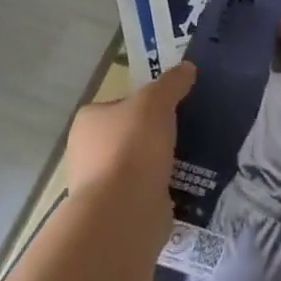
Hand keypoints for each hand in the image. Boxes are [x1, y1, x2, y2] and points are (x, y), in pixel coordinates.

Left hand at [64, 62, 194, 217]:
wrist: (124, 212)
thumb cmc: (132, 147)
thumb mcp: (156, 102)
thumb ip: (171, 83)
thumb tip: (187, 68)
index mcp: (88, 121)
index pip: (120, 104)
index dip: (146, 103)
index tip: (173, 107)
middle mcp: (87, 152)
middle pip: (129, 134)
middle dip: (155, 135)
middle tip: (186, 130)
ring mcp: (101, 184)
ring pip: (139, 164)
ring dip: (160, 163)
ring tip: (193, 156)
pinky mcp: (118, 211)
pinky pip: (146, 191)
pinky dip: (163, 187)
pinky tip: (186, 183)